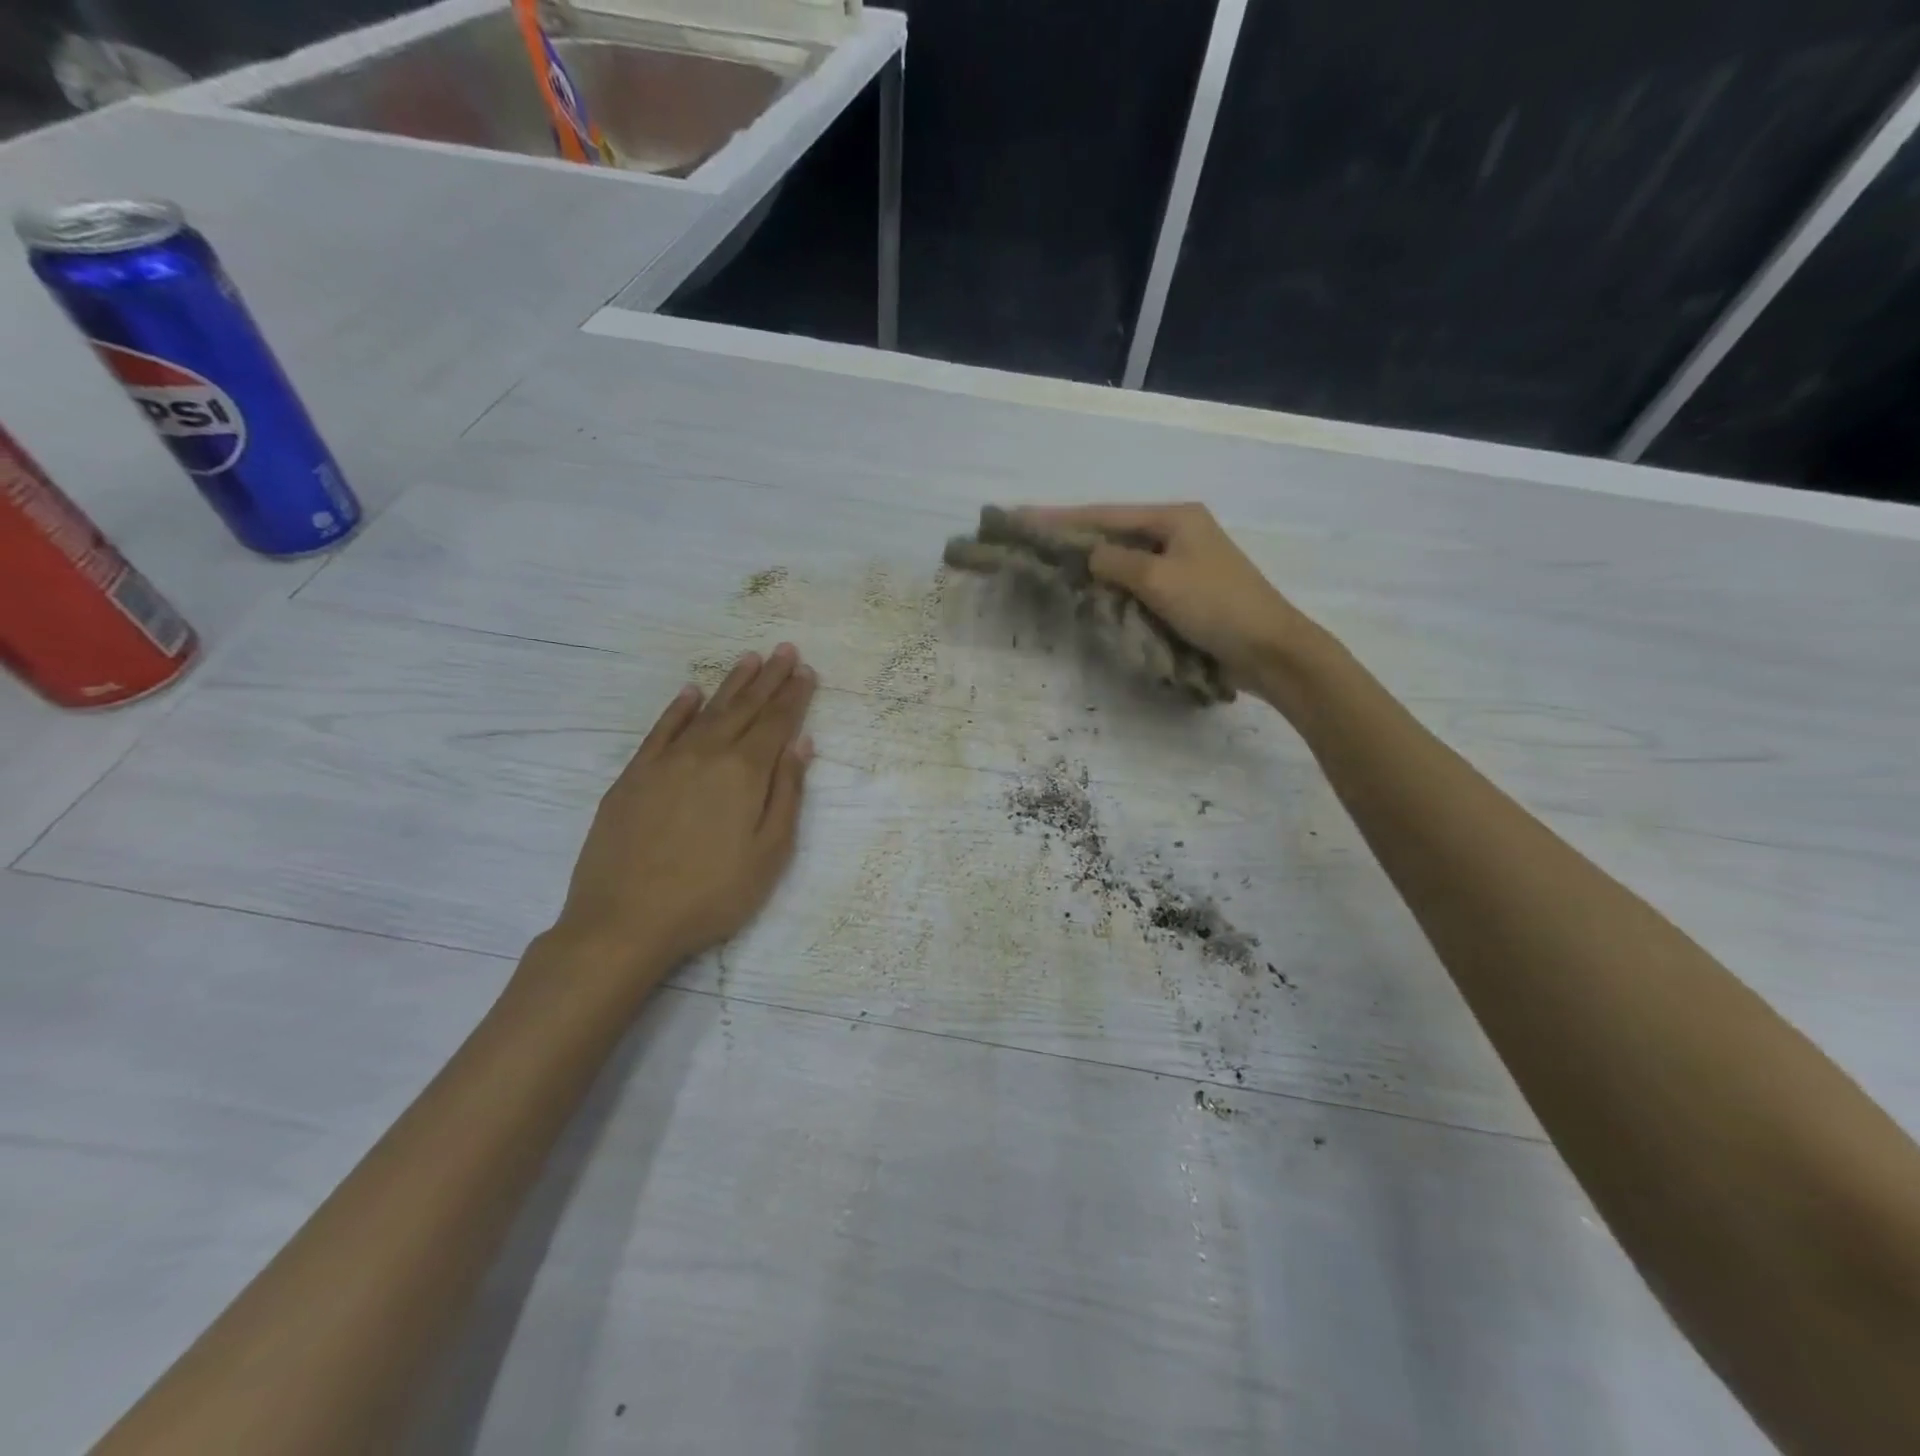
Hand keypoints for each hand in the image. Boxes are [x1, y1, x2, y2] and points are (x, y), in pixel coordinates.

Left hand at [546, 645, 817, 991]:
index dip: (794, 696)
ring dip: (731, 684)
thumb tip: (801, 744)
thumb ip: (787, 793)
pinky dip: (678, 708)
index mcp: (745, 772)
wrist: (625, 920)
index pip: (776, 723)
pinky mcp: (634, 776)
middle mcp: (707, 754)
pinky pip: (661, 730)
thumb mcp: (769, 852)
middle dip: (769, 678)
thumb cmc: (712, 894)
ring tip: (749, 659)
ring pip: (706, 711)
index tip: (806, 670)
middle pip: (744, 708)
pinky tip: (691, 693)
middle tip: (784, 649)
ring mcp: (666, 762)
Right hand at [1020, 502, 1319, 698]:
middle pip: (1114, 533)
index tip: (1022, 518)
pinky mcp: (1185, 592)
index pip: (1106, 515)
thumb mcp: (1159, 580)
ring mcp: (1183, 563)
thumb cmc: (1215, 605)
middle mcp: (1178, 533)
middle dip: (1074, 539)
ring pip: (1125, 559)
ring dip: (1092, 564)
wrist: (1268, 649)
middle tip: (1031, 544)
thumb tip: (1088, 556)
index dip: (1061, 518)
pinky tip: (1090, 591)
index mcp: (1175, 518)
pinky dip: (1114, 586)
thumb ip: (1116, 563)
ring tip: (1050, 566)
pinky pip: (1139, 582)